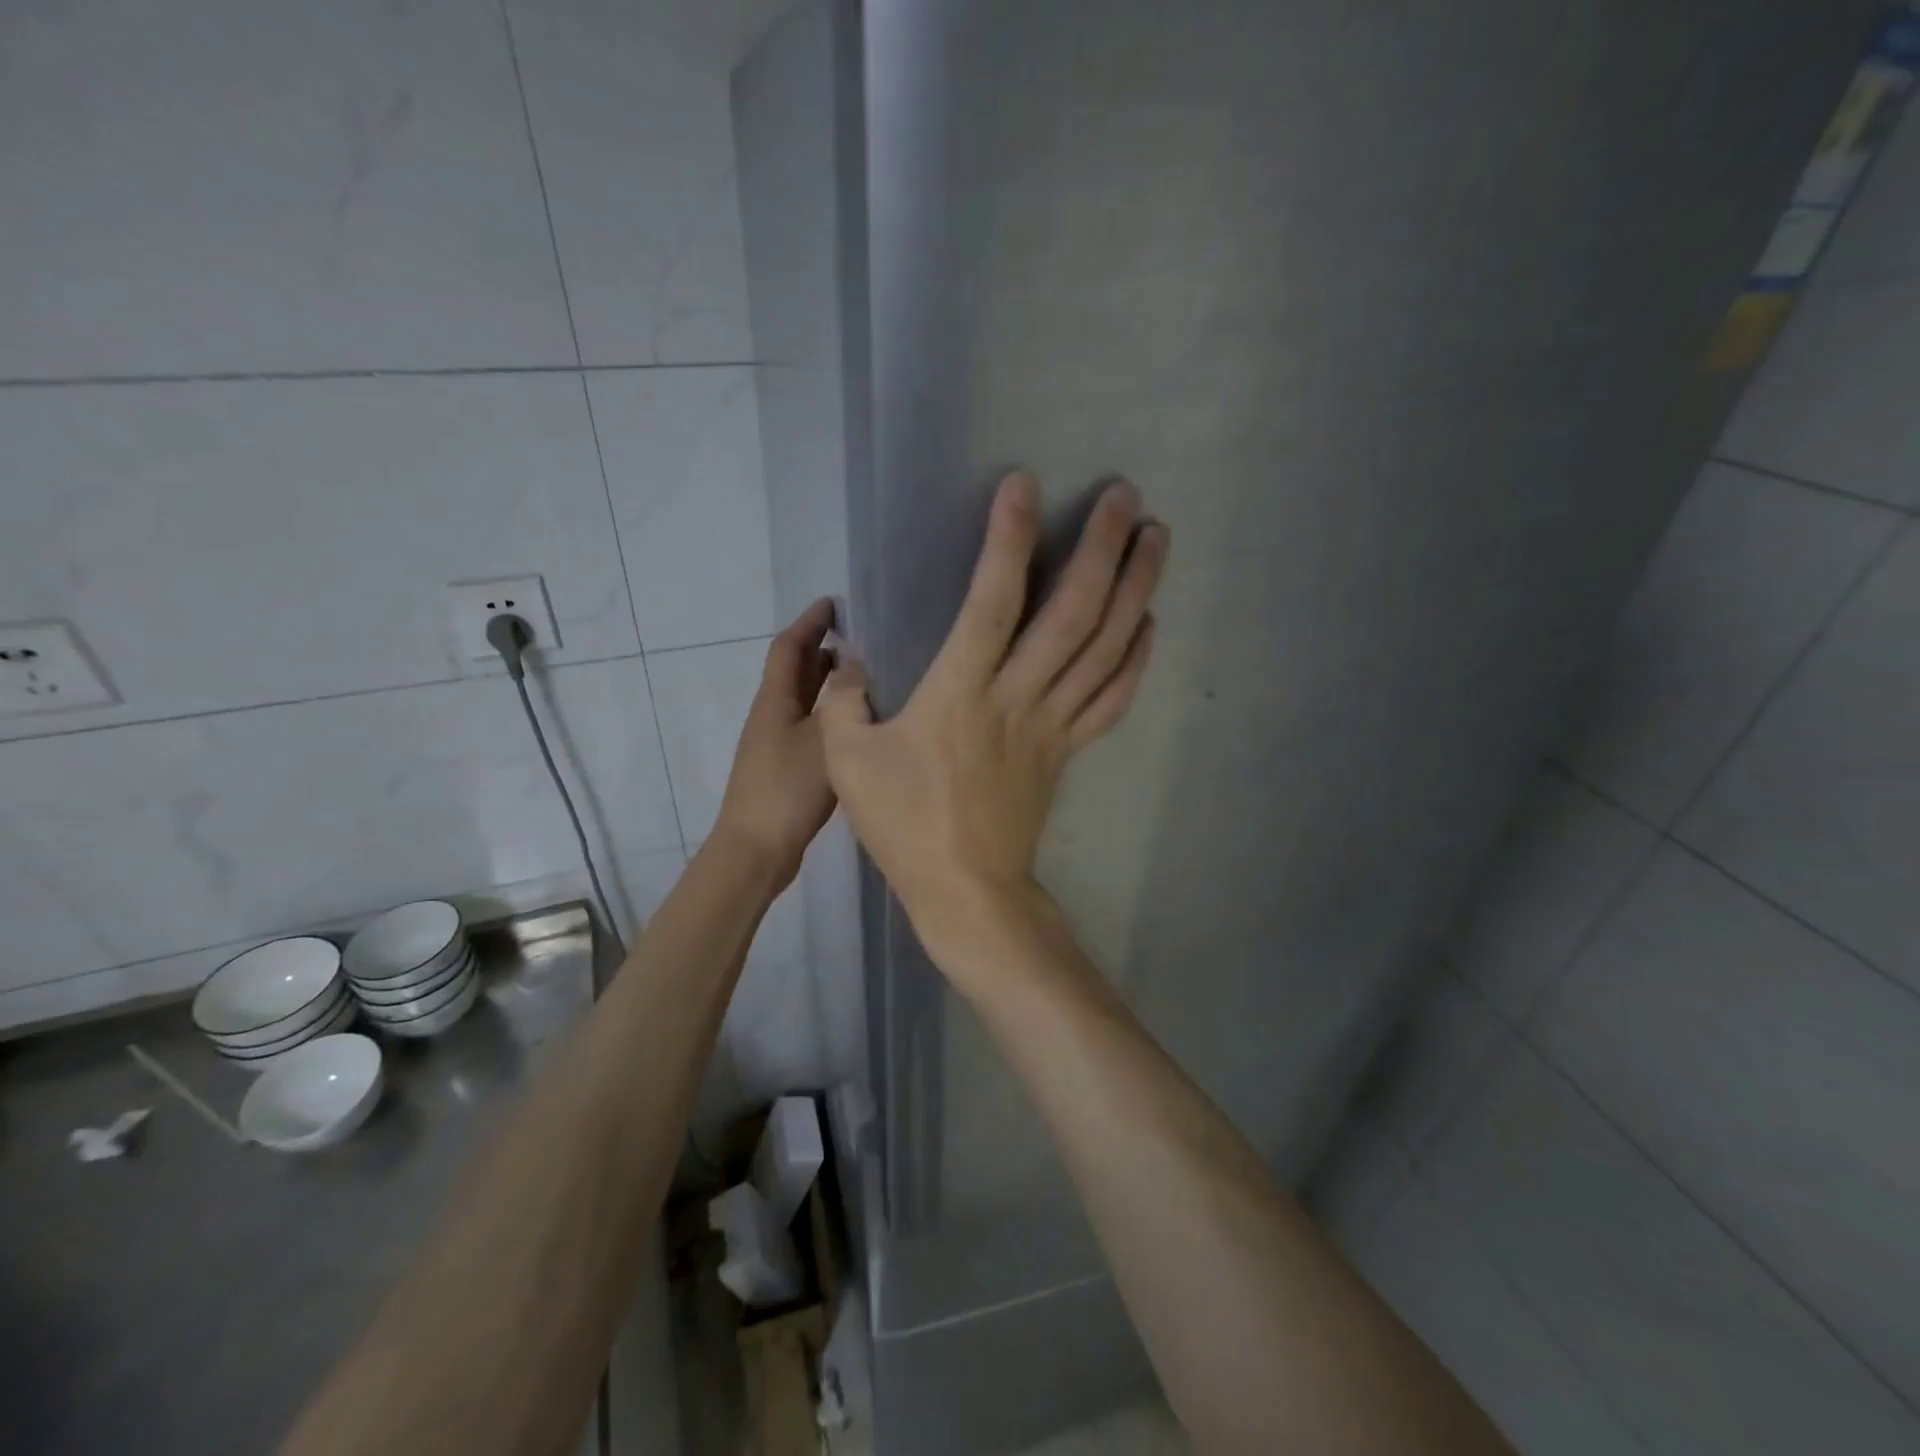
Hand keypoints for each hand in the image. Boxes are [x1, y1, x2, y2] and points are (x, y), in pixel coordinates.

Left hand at [711, 598, 837, 886]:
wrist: (757, 848)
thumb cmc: (788, 789)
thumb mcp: (824, 740)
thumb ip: (841, 701)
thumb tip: (853, 665)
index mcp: (775, 701)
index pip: (789, 648)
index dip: (809, 622)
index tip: (833, 602)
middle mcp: (772, 715)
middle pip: (794, 670)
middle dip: (820, 647)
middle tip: (857, 635)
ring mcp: (776, 743)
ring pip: (802, 699)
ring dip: (826, 680)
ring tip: (861, 671)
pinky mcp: (786, 767)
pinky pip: (809, 724)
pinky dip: (829, 712)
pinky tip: (852, 723)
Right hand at [817, 472, 1167, 971]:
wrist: (967, 892)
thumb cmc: (906, 827)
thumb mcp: (848, 763)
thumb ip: (845, 702)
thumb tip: (854, 662)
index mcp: (961, 693)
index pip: (991, 601)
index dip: (1007, 540)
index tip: (1023, 485)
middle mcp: (1019, 697)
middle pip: (1072, 614)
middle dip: (1102, 549)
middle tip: (1125, 496)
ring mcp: (1052, 724)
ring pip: (1105, 648)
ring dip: (1135, 590)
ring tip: (1157, 539)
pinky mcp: (1068, 750)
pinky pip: (1111, 698)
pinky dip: (1135, 658)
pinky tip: (1148, 623)